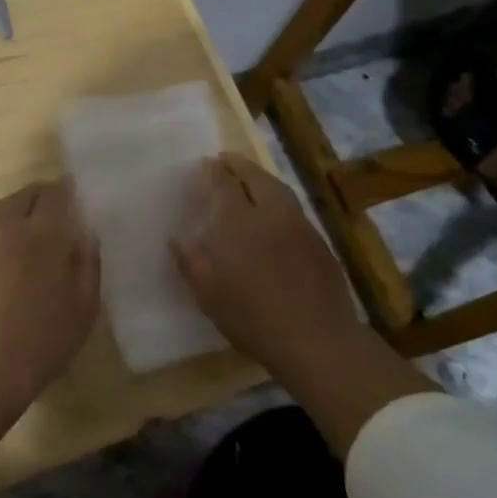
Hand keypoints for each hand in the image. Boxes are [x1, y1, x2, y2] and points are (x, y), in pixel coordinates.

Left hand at [0, 179, 100, 415]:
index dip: (66, 189)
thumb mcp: (83, 308)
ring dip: (18, 208)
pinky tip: (13, 251)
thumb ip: (88, 266)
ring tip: (32, 226)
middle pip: (24, 195)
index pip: (55, 194)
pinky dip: (3, 229)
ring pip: (1, 209)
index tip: (75, 191)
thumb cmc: (41, 339)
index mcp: (43, 232)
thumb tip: (86, 236)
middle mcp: (9, 227)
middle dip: (41, 195)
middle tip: (55, 206)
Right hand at [169, 153, 357, 374]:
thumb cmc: (253, 317)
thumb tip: (177, 237)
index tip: (205, 163)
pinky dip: (279, 200)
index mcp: (240, 222)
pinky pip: (294, 210)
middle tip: (226, 158)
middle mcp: (272, 214)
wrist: (317, 340)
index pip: (225, 185)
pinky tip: (275, 213)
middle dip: (240, 165)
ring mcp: (300, 227)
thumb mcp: (209, 294)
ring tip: (250, 177)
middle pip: (256, 178)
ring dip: (262, 178)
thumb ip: (190, 261)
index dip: (214, 171)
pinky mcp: (319, 244)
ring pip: (280, 190)